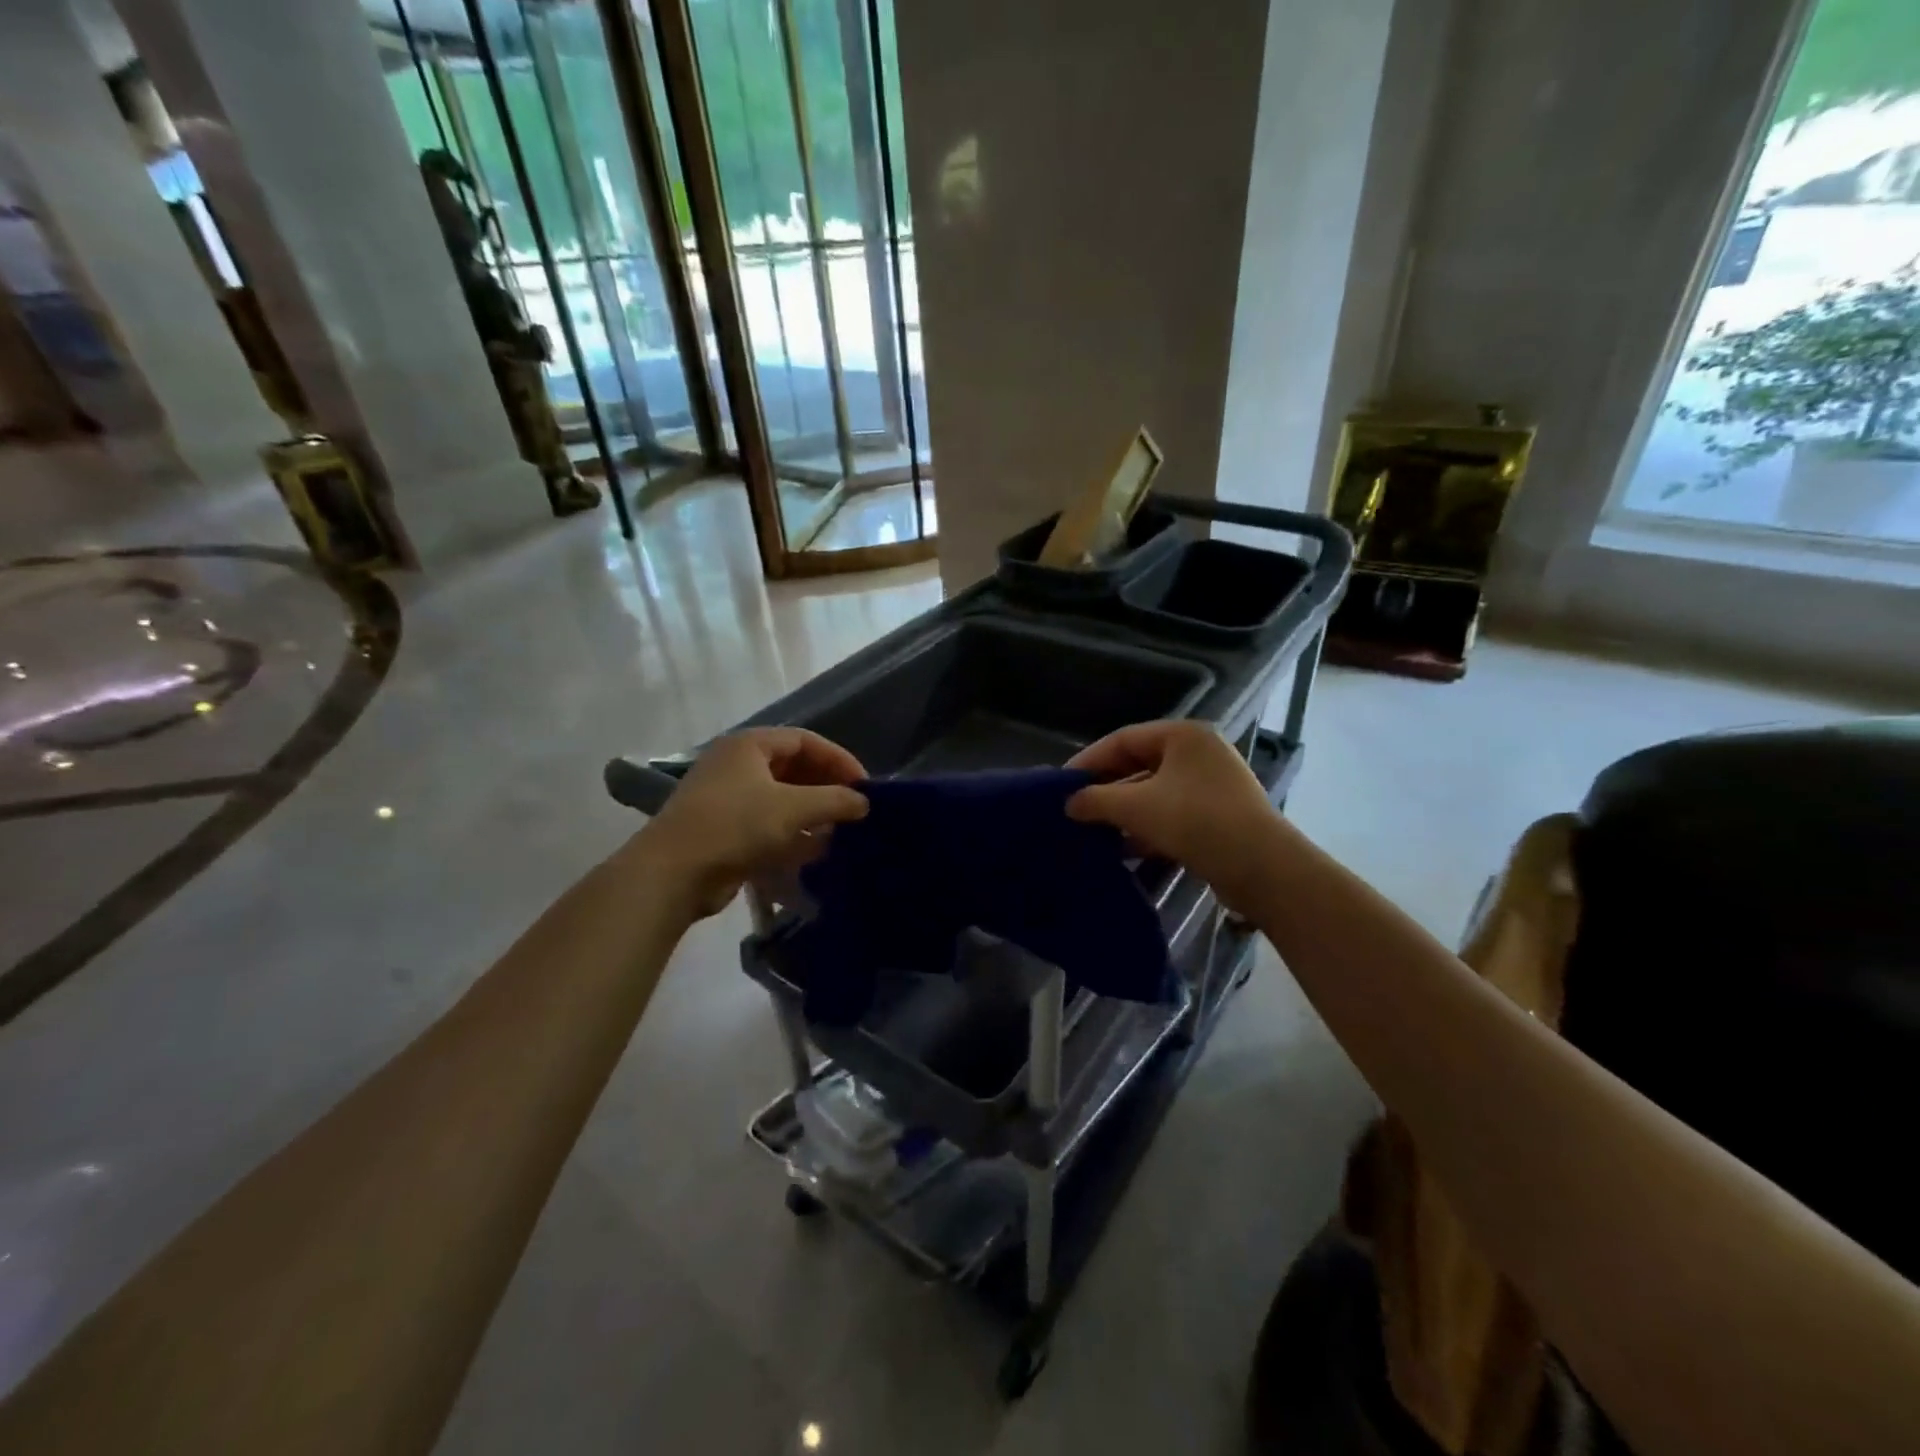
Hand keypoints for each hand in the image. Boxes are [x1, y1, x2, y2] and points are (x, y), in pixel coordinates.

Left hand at [640, 728, 868, 917]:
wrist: (674, 872)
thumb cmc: (736, 825)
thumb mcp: (793, 808)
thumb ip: (835, 800)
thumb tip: (864, 802)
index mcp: (750, 746)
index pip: (805, 741)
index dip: (838, 759)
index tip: (864, 785)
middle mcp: (737, 766)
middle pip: (794, 769)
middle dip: (826, 788)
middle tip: (854, 808)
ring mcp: (728, 799)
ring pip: (782, 800)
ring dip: (812, 815)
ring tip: (841, 832)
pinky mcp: (725, 831)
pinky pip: (768, 826)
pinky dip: (793, 835)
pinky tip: (817, 852)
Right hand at [1066, 720, 1281, 913]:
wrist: (1263, 868)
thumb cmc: (1195, 821)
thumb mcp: (1136, 807)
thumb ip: (1096, 799)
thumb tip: (1069, 803)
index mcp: (1183, 735)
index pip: (1122, 739)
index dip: (1088, 760)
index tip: (1062, 784)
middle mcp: (1200, 752)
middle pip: (1139, 764)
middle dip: (1107, 788)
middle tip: (1076, 808)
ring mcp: (1214, 784)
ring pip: (1155, 792)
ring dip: (1125, 811)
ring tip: (1095, 831)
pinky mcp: (1220, 815)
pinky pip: (1173, 813)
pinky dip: (1148, 827)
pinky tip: (1126, 849)